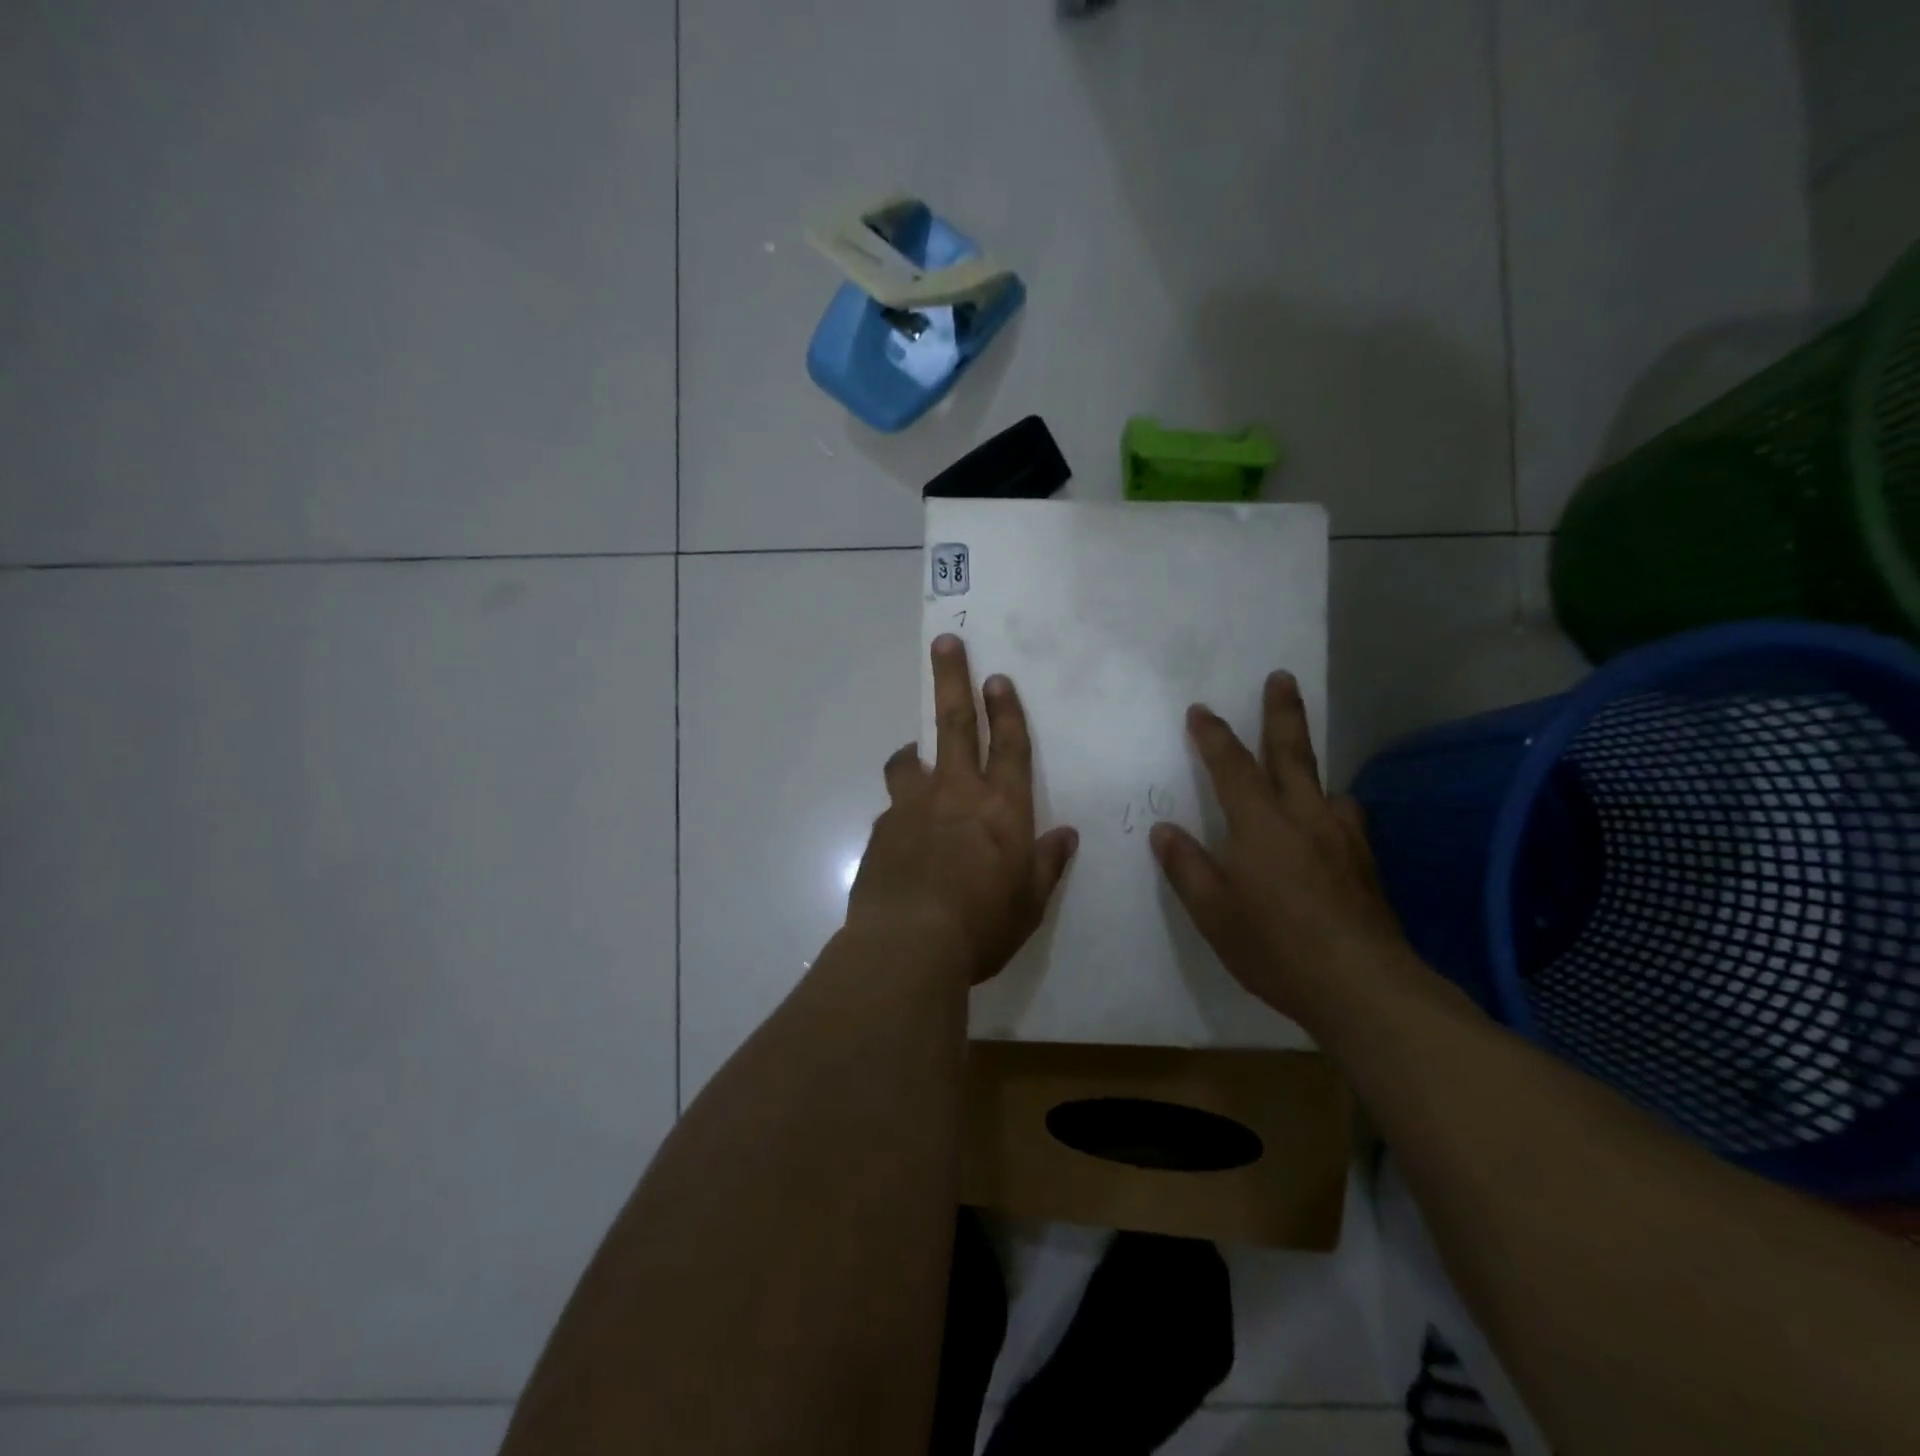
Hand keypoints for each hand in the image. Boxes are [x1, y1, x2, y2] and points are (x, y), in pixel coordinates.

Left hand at [848, 635, 1078, 984]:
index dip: (1007, 710)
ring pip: (909, 761)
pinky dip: (901, 810)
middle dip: (953, 680)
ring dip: (913, 751)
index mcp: (1001, 808)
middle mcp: (956, 794)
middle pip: (955, 724)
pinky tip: (903, 839)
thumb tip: (1066, 835)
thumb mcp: (1028, 903)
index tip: (997, 677)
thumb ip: (1047, 864)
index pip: (1010, 746)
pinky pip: (893, 808)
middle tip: (946, 643)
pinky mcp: (881, 830)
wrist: (907, 946)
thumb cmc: (981, 926)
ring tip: (911, 755)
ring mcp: (912, 808)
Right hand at [1150, 670, 1413, 1029]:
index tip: (1201, 709)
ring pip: (1325, 786)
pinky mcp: (1366, 862)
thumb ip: (1187, 867)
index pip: (1231, 766)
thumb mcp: (1213, 913)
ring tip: (1301, 771)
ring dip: (1309, 767)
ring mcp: (1342, 837)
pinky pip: (1344, 819)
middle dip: (1282, 712)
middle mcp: (1304, 817)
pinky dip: (1330, 810)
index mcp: (1260, 825)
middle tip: (1281, 677)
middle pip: (1291, 752)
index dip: (1213, 735)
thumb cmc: (1275, 947)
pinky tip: (1327, 830)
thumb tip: (1165, 830)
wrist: (1363, 987)